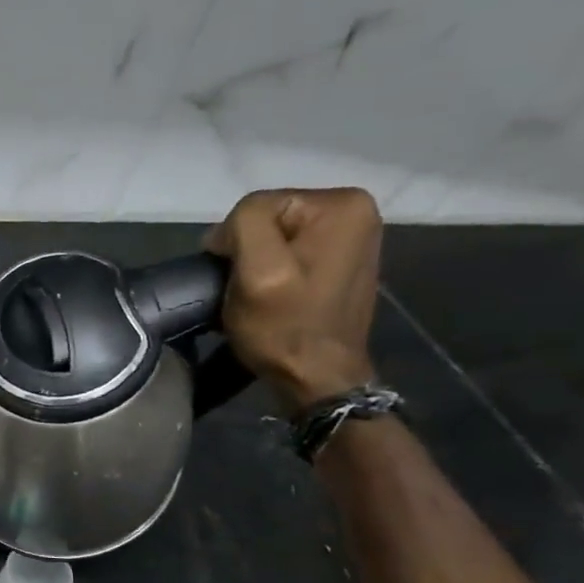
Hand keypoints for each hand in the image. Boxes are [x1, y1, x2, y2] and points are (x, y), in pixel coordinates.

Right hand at [205, 187, 382, 410]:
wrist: (317, 377)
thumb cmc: (285, 327)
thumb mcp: (258, 271)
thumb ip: (245, 224)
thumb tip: (227, 230)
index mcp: (342, 205)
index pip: (258, 205)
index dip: (235, 241)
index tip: (239, 278)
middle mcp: (356, 210)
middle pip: (269, 218)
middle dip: (248, 251)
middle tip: (248, 289)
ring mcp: (352, 236)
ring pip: (275, 236)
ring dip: (258, 264)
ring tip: (260, 295)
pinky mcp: (341, 259)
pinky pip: (290, 251)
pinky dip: (274, 271)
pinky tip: (276, 296)